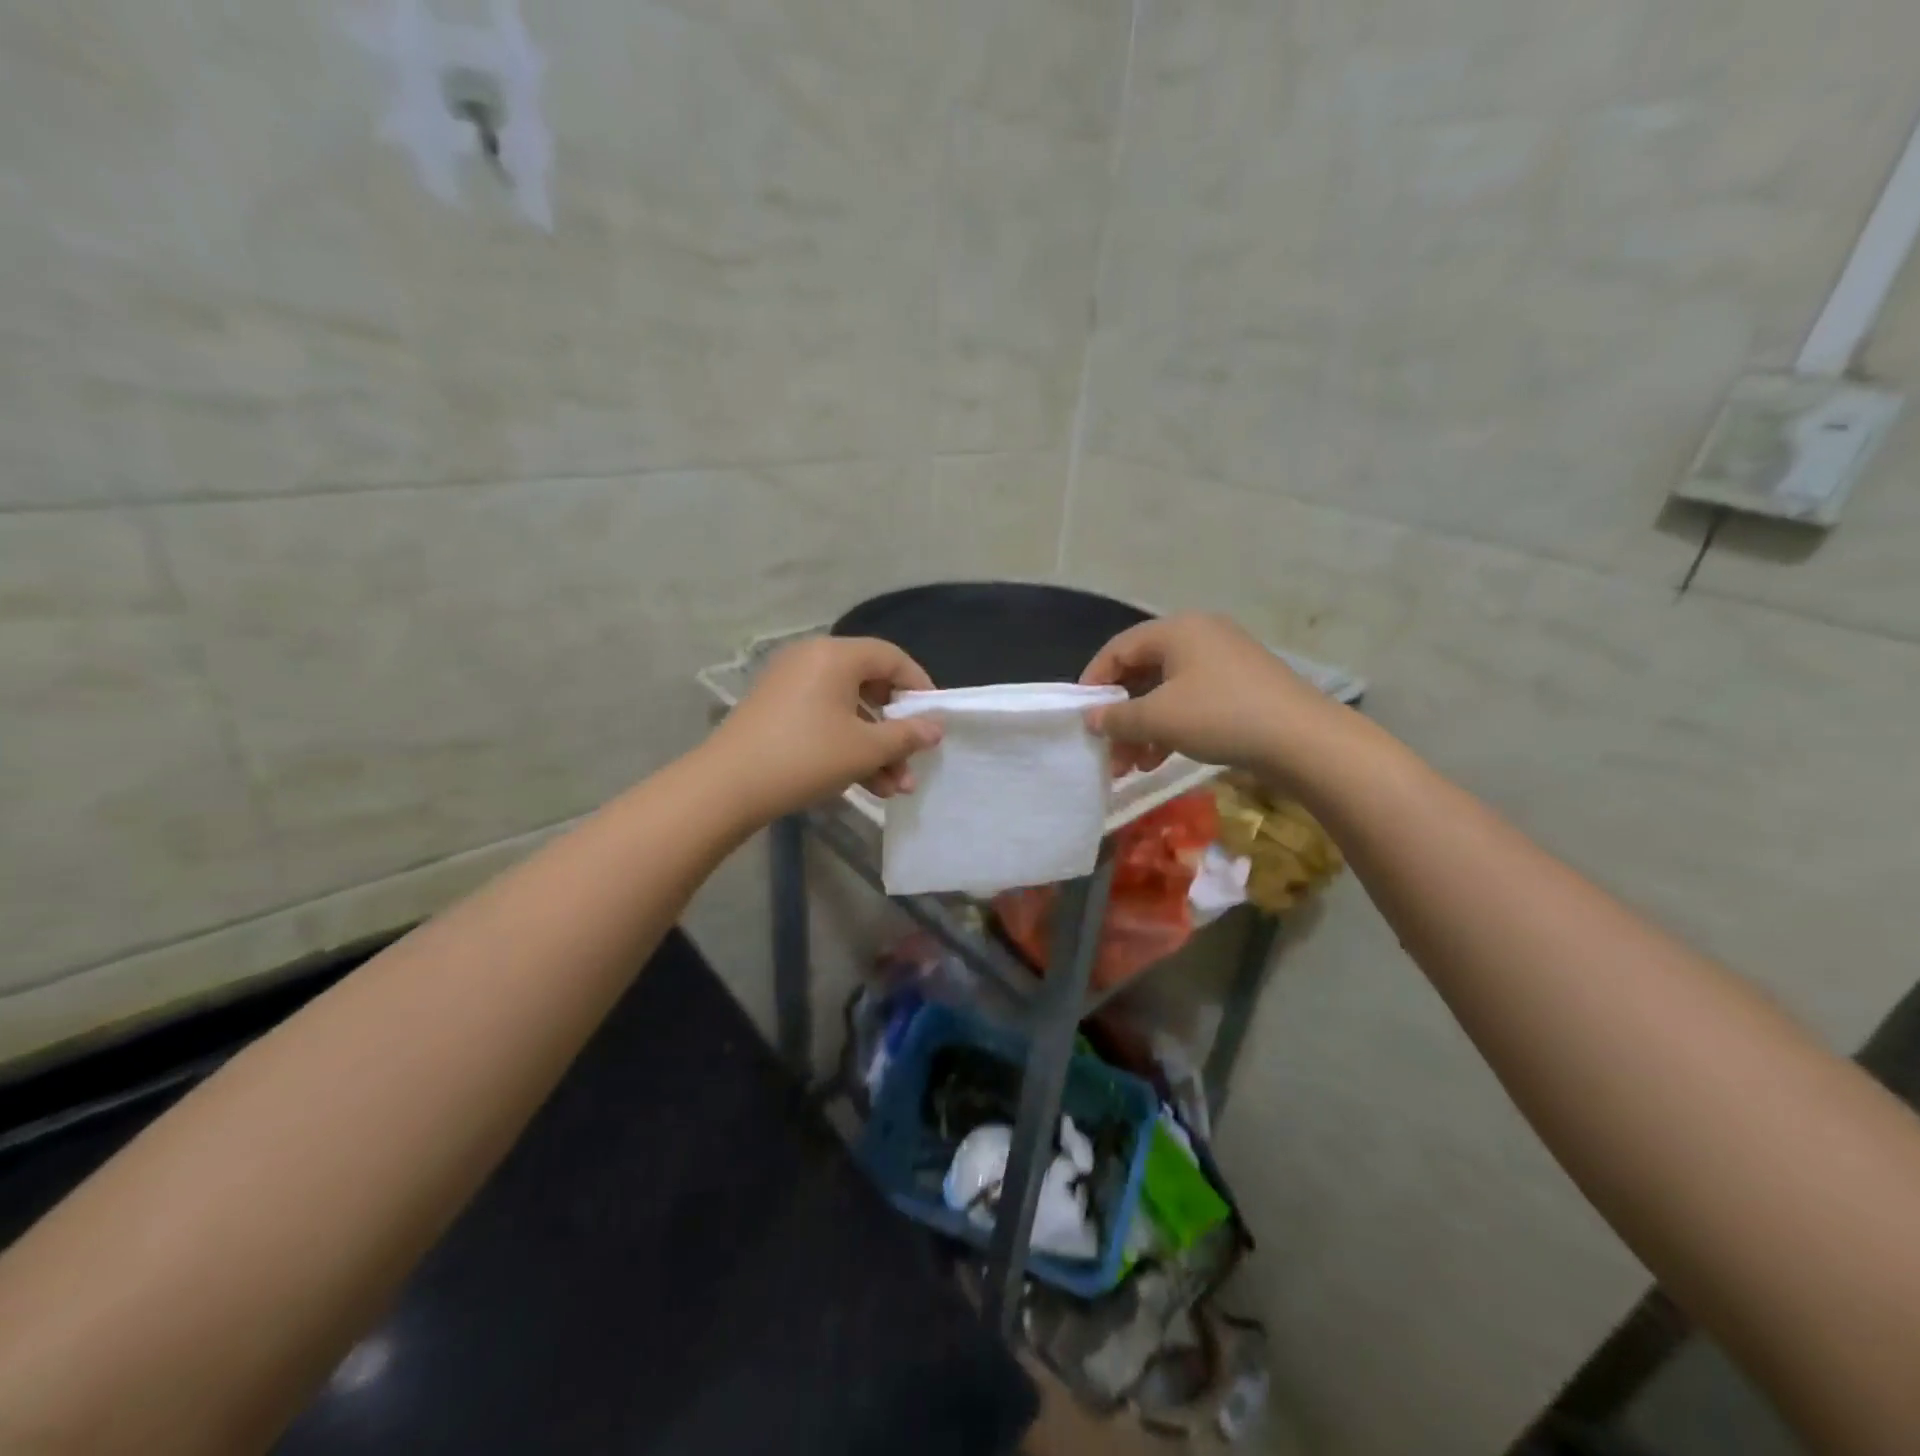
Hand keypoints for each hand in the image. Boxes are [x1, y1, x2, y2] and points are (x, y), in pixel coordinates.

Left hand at [706, 636, 942, 820]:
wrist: (727, 786)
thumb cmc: (806, 757)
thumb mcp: (865, 749)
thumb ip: (906, 735)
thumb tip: (935, 727)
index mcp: (835, 655)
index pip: (891, 658)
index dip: (919, 686)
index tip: (935, 718)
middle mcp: (812, 660)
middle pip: (870, 687)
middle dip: (896, 731)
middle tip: (913, 762)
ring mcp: (791, 686)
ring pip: (848, 712)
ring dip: (875, 749)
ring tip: (894, 789)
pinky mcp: (777, 711)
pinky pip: (824, 721)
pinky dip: (847, 747)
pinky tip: (866, 786)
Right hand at [1080, 613, 1340, 783]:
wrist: (1302, 738)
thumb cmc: (1220, 716)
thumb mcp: (1159, 719)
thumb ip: (1117, 717)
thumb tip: (1091, 719)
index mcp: (1176, 629)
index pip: (1118, 649)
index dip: (1093, 682)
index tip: (1081, 715)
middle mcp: (1198, 634)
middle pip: (1142, 672)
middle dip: (1120, 714)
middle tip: (1107, 749)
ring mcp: (1223, 659)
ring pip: (1167, 691)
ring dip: (1143, 727)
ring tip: (1131, 765)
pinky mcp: (1241, 684)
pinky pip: (1191, 699)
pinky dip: (1171, 726)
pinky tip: (1159, 759)